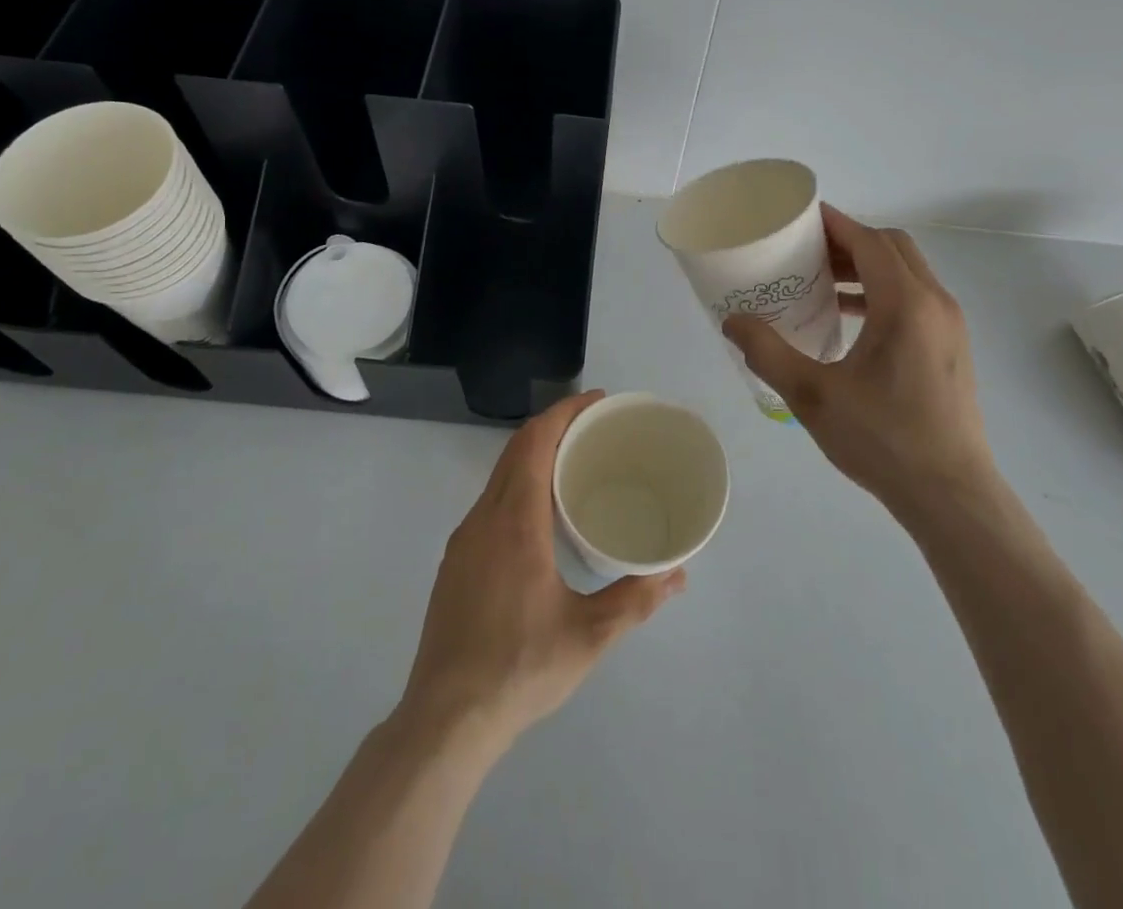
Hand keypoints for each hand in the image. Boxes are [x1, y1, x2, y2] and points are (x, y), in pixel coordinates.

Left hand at [398, 392, 686, 753]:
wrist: (445, 720)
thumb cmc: (519, 668)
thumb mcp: (588, 636)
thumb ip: (635, 600)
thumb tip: (677, 574)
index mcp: (515, 522)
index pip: (535, 443)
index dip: (564, 413)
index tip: (596, 401)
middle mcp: (484, 518)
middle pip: (516, 450)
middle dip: (554, 426)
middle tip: (595, 427)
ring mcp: (464, 540)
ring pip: (499, 475)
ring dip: (533, 454)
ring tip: (574, 463)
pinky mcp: (456, 562)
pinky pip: (490, 500)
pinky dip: (518, 482)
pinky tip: (540, 513)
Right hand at [724, 205, 994, 518]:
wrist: (951, 494)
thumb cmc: (883, 439)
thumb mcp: (813, 396)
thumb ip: (768, 352)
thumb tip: (732, 321)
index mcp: (905, 304)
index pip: (869, 240)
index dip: (834, 224)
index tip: (799, 219)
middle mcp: (935, 303)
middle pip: (892, 247)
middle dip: (849, 241)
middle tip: (805, 252)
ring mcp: (949, 325)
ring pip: (907, 272)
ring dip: (867, 266)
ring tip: (822, 282)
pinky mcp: (951, 347)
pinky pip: (915, 297)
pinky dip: (882, 292)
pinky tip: (850, 320)